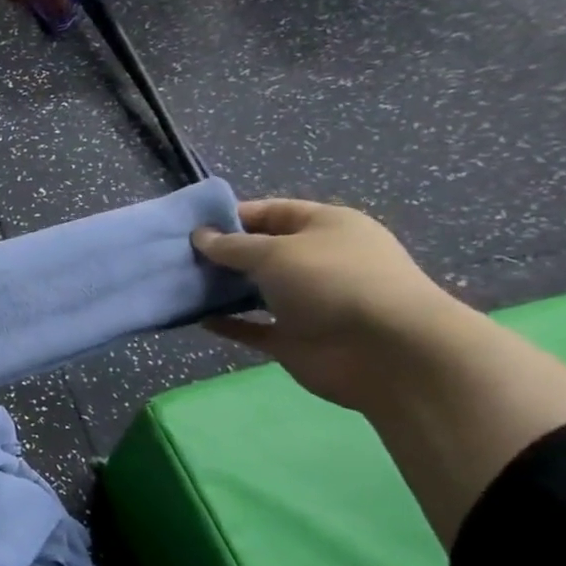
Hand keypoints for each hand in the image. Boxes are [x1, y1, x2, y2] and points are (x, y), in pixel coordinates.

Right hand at [192, 199, 464, 410]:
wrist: (388, 352)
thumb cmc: (333, 282)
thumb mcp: (275, 252)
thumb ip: (232, 246)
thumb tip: (200, 236)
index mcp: (325, 227)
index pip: (272, 212)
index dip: (232, 216)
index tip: (191, 226)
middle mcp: (317, 261)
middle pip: (261, 252)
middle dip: (222, 254)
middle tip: (177, 257)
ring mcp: (307, 302)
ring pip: (255, 291)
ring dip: (221, 289)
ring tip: (180, 285)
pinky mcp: (295, 338)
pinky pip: (253, 327)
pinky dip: (228, 323)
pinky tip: (197, 318)